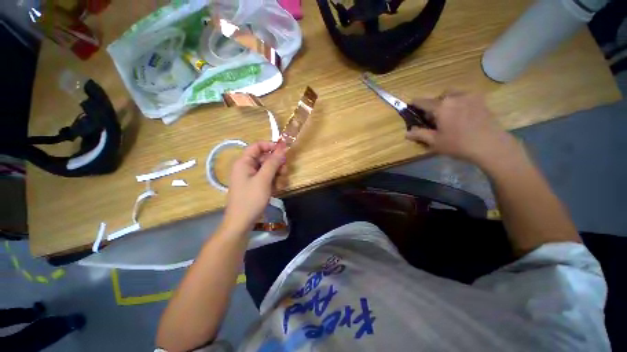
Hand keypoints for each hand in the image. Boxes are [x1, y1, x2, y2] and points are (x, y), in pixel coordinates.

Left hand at [222, 141, 287, 233]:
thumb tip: (282, 148)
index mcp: (244, 162)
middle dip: (276, 164)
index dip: (271, 146)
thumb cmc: (251, 199)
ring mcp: (251, 177)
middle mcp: (246, 167)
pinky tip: (276, 189)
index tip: (284, 151)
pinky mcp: (255, 185)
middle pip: (265, 158)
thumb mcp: (264, 179)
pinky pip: (267, 178)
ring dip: (277, 174)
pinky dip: (273, 182)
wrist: (241, 222)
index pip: (257, 146)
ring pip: (268, 168)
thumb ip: (273, 163)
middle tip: (284, 172)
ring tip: (280, 184)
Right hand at [406, 92, 519, 166]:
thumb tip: (407, 133)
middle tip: (434, 118)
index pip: (423, 102)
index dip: (415, 103)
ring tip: (448, 115)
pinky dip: (459, 103)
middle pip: (439, 96)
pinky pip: (465, 97)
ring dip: (447, 102)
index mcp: (441, 106)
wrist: (491, 145)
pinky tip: (461, 115)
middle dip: (434, 105)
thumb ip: (419, 135)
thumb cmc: (459, 144)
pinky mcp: (481, 100)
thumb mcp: (435, 142)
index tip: (410, 104)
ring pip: (453, 94)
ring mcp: (470, 97)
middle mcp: (455, 97)